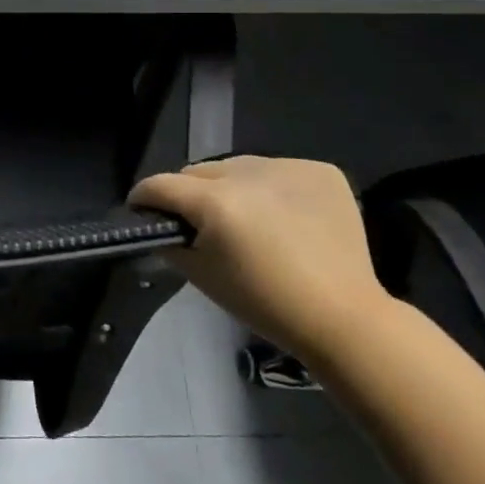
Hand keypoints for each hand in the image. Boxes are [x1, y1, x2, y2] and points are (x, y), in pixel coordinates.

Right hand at [131, 157, 388, 361]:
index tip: (141, 210)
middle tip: (198, 222)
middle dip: (189, 193)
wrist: (343, 317)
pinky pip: (277, 170)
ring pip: (238, 167)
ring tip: (245, 218)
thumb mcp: (201, 276)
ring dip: (231, 187)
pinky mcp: (319, 170)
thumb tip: (159, 225)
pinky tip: (284, 216)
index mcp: (215, 201)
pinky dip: (271, 188)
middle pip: (198, 172)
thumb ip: (170, 243)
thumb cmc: (264, 303)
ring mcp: (287, 166)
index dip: (144, 197)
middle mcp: (247, 172)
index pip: (161, 184)